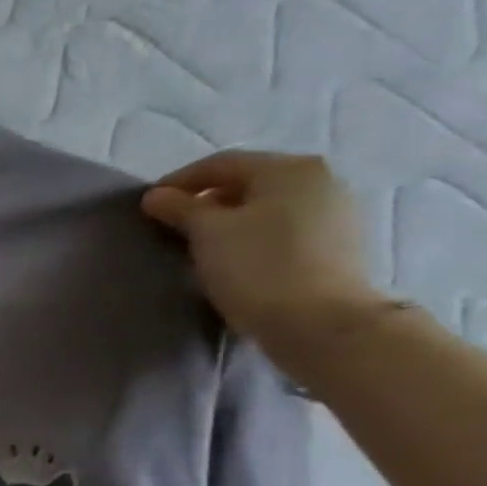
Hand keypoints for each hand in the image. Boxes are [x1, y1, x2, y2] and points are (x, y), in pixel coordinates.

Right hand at [141, 152, 387, 369]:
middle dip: (205, 200)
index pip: (221, 164)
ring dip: (230, 219)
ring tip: (199, 244)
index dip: (178, 181)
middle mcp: (319, 180)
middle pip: (248, 181)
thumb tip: (157, 196)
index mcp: (288, 169)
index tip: (148, 205)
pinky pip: (284, 227)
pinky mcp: (338, 243)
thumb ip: (180, 208)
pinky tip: (234, 257)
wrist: (319, 321)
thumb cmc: (256, 267)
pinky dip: (253, 235)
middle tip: (171, 224)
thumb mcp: (207, 233)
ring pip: (267, 206)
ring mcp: (335, 211)